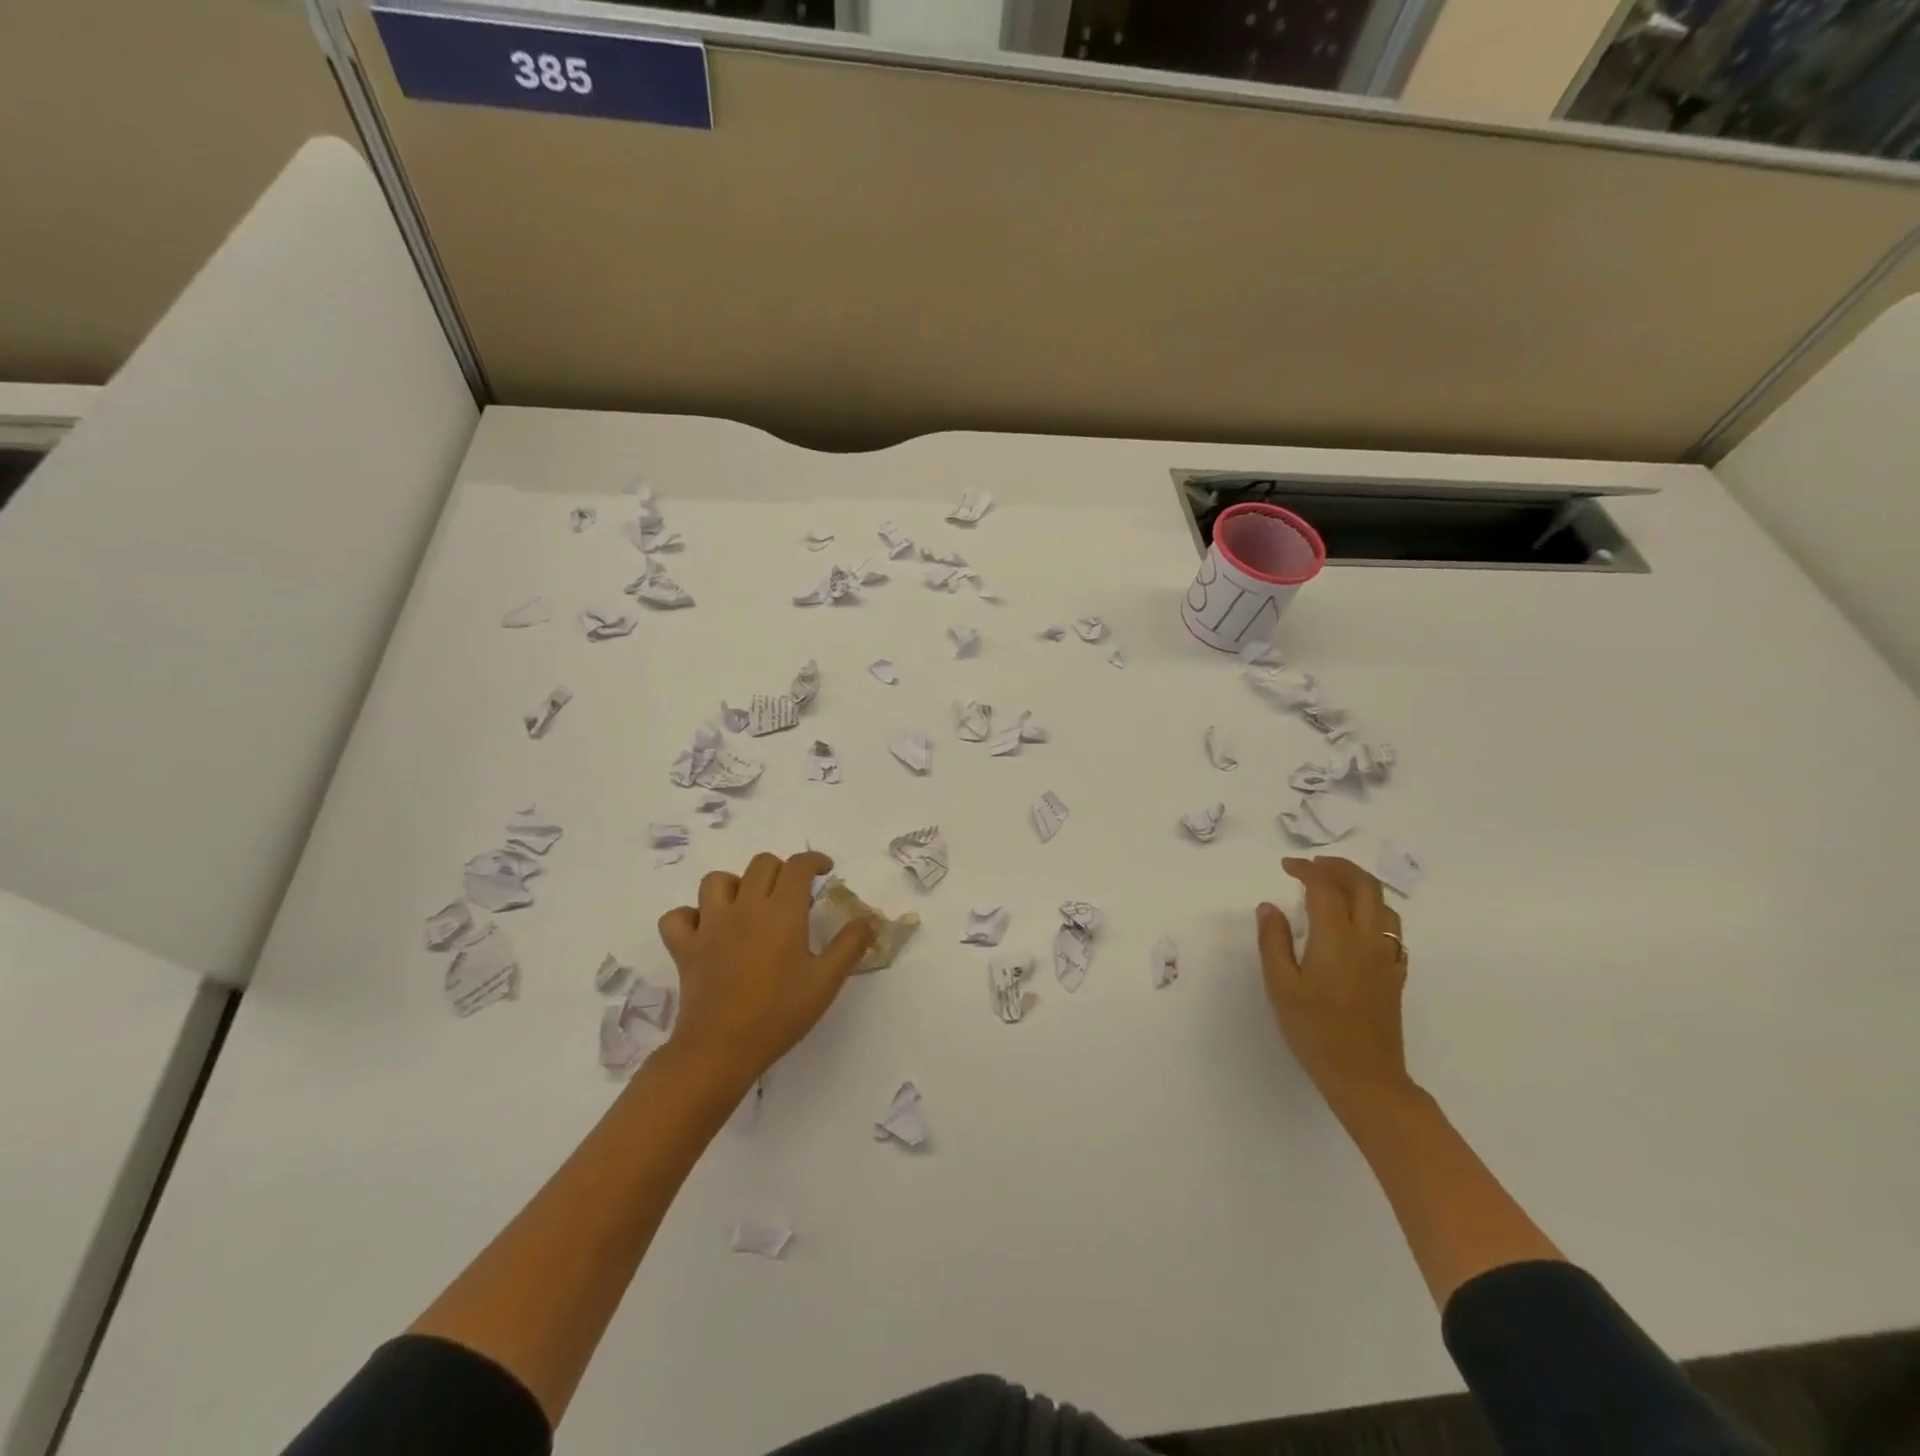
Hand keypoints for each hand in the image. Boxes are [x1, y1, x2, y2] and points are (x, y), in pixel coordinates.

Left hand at [657, 851, 875, 1093]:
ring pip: (716, 881)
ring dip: (735, 885)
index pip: (797, 866)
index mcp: (782, 911)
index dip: (813, 860)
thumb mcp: (826, 981)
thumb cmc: (779, 1013)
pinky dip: (690, 917)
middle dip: (780, 870)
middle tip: (792, 893)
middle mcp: (745, 907)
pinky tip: (705, 931)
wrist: (721, 1048)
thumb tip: (871, 919)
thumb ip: (850, 945)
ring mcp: (710, 925)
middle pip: (761, 864)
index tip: (824, 870)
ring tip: (748, 905)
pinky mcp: (684, 947)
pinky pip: (677, 917)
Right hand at [1257, 856, 1411, 1113]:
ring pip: (1384, 905)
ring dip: (1360, 885)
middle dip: (1339, 867)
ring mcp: (1387, 957)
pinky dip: (1375, 912)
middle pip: (1364, 886)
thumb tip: (1269, 907)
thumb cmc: (1315, 1031)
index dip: (1306, 869)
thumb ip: (1273, 941)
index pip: (1325, 887)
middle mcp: (1368, 939)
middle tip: (1313, 865)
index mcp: (1337, 938)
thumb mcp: (1280, 986)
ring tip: (1335, 886)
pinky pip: (1392, 929)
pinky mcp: (1395, 974)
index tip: (1286, 866)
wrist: (1365, 1077)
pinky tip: (1359, 923)